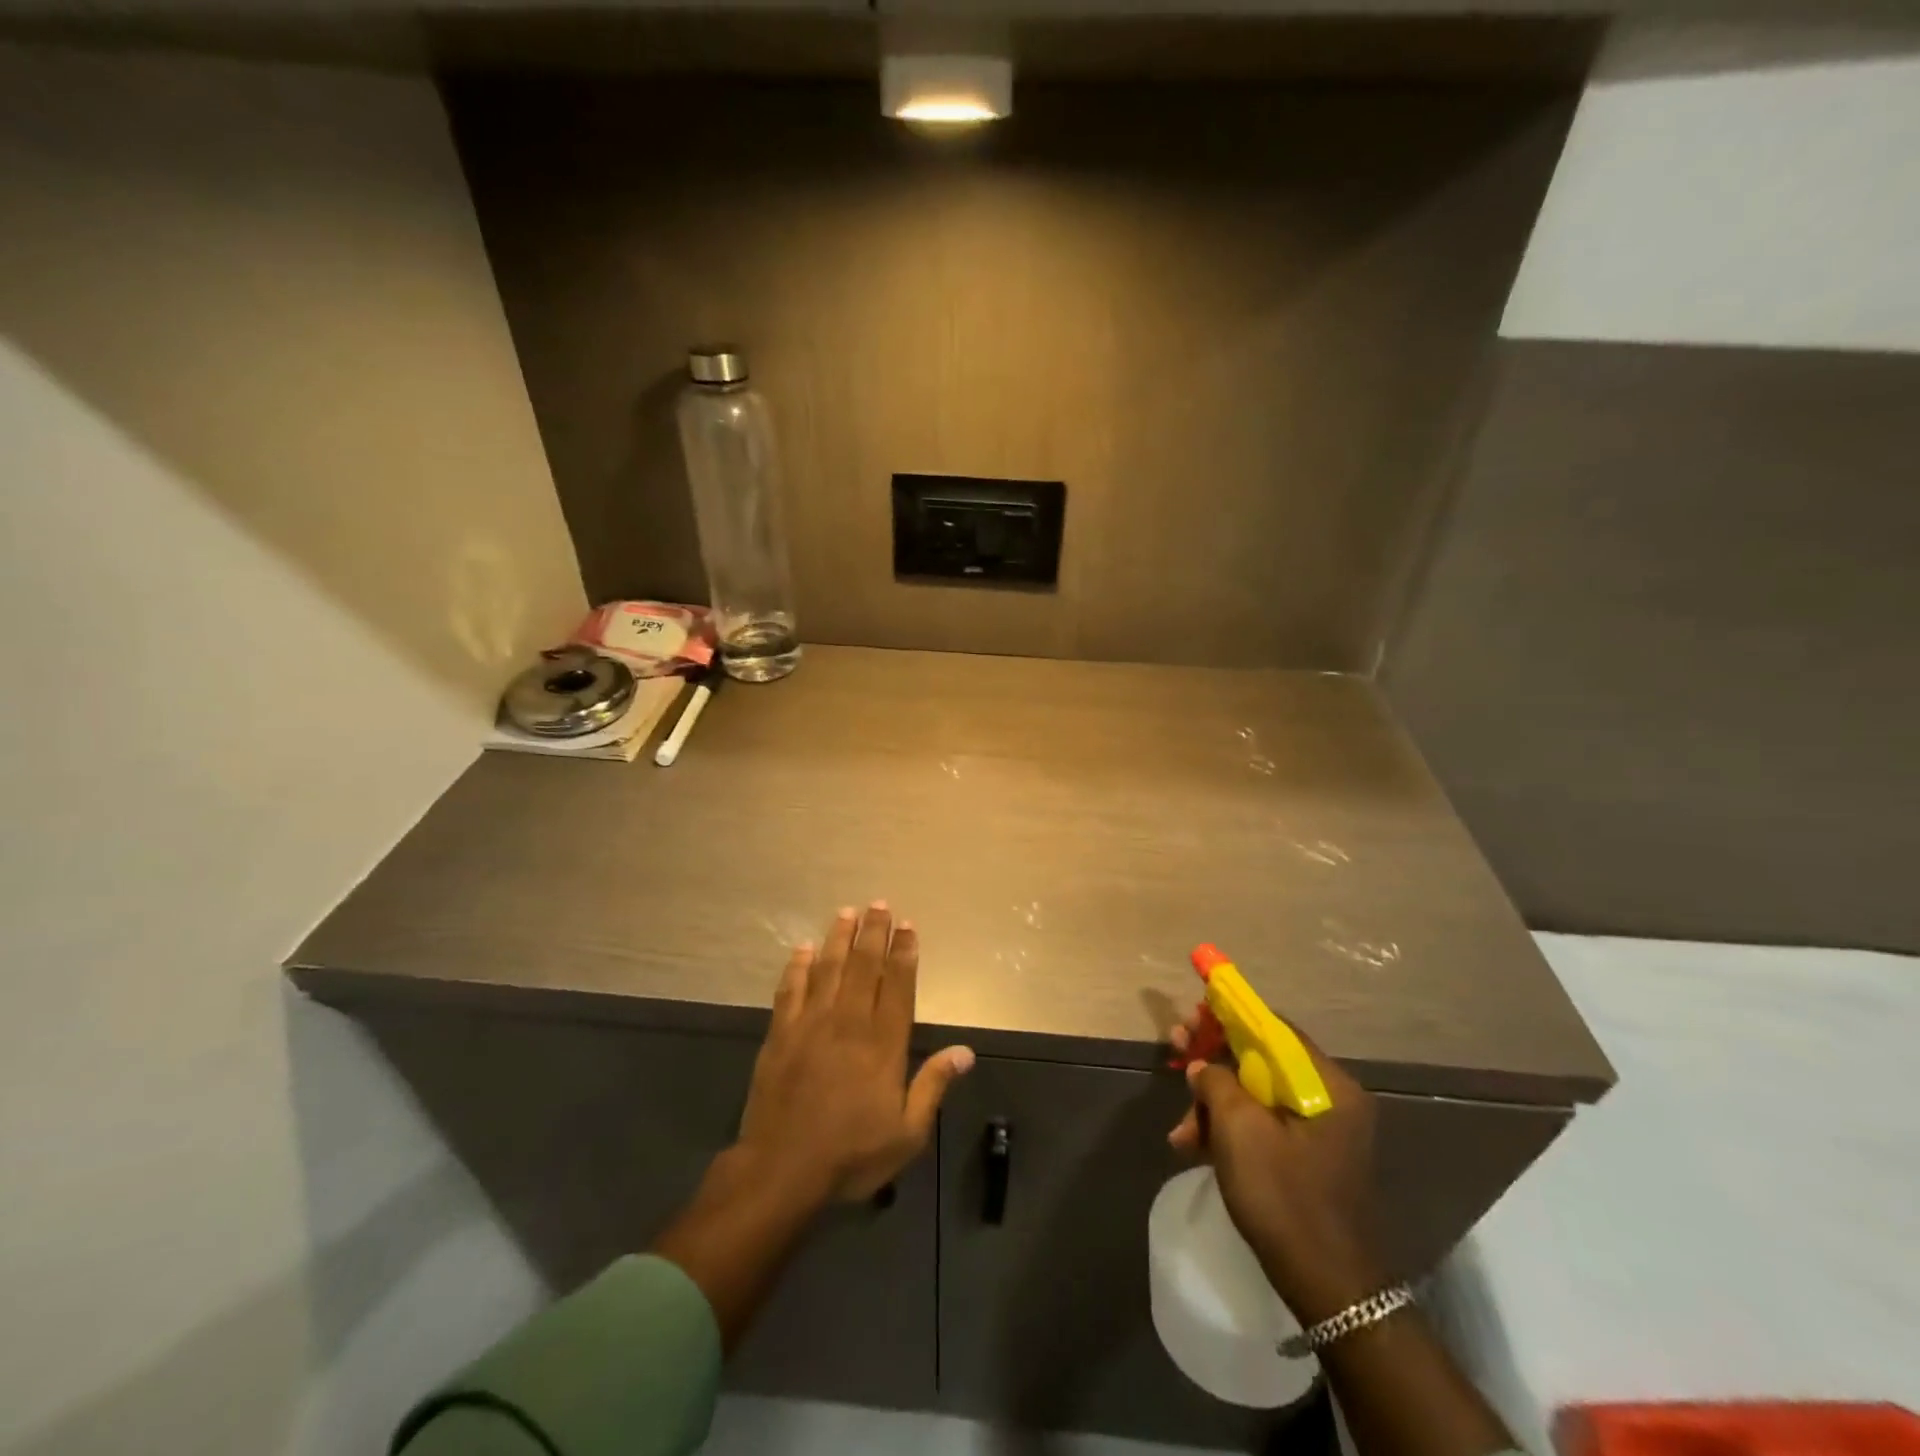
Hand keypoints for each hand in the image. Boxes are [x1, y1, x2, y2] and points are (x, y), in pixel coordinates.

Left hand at [737, 903, 973, 1203]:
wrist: (781, 1169)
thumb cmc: (850, 1154)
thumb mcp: (906, 1133)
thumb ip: (933, 1086)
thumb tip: (966, 1052)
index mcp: (882, 1044)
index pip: (898, 985)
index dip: (904, 952)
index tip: (908, 925)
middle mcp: (849, 1022)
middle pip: (864, 966)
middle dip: (873, 932)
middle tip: (879, 904)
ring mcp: (811, 1024)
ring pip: (828, 969)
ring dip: (839, 938)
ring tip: (846, 912)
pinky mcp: (780, 1033)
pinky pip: (790, 989)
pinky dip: (797, 966)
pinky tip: (803, 948)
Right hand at [1168, 1012, 1388, 1324]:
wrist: (1329, 1289)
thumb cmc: (1285, 1196)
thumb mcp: (1239, 1129)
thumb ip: (1216, 1081)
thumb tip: (1202, 1065)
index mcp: (1328, 1084)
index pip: (1273, 1027)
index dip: (1229, 1014)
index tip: (1193, 1012)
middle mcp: (1331, 1099)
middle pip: (1261, 1060)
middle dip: (1213, 1062)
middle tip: (1174, 1052)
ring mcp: (1321, 1131)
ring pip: (1256, 1095)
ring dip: (1213, 1104)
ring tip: (1179, 1131)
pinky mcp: (1308, 1157)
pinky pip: (1263, 1125)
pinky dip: (1229, 1130)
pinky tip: (1193, 1147)